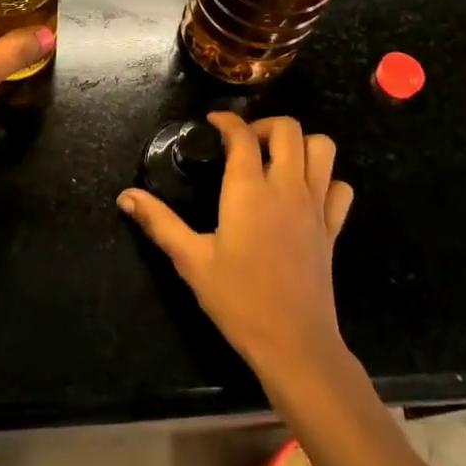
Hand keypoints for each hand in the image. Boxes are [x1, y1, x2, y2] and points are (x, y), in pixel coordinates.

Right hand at [118, 113, 353, 377]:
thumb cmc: (237, 300)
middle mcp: (286, 187)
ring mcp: (316, 205)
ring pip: (322, 149)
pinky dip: (326, 179)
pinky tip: (305, 193)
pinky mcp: (333, 227)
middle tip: (244, 144)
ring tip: (276, 160)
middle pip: (288, 129)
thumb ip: (159, 222)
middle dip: (265, 125)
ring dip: (300, 144)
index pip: (242, 134)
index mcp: (248, 190)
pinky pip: (340, 187)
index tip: (212, 123)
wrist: (294, 344)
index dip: (227, 120)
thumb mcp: (191, 261)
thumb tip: (125, 196)